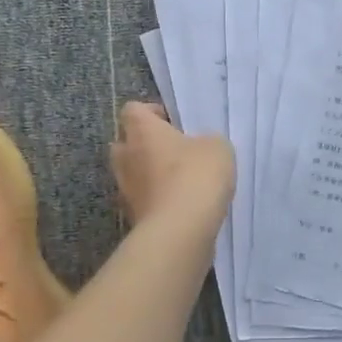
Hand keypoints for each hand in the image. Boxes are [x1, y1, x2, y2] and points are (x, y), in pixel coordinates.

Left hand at [110, 102, 234, 226]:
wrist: (180, 230)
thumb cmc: (196, 175)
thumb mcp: (217, 147)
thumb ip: (206, 141)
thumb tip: (199, 148)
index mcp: (142, 131)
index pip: (132, 110)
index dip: (151, 112)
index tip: (172, 122)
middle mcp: (126, 157)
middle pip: (125, 142)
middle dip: (145, 144)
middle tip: (173, 150)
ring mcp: (126, 190)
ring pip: (132, 173)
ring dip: (150, 174)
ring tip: (180, 180)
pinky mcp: (133, 217)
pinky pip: (143, 199)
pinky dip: (157, 199)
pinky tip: (181, 204)